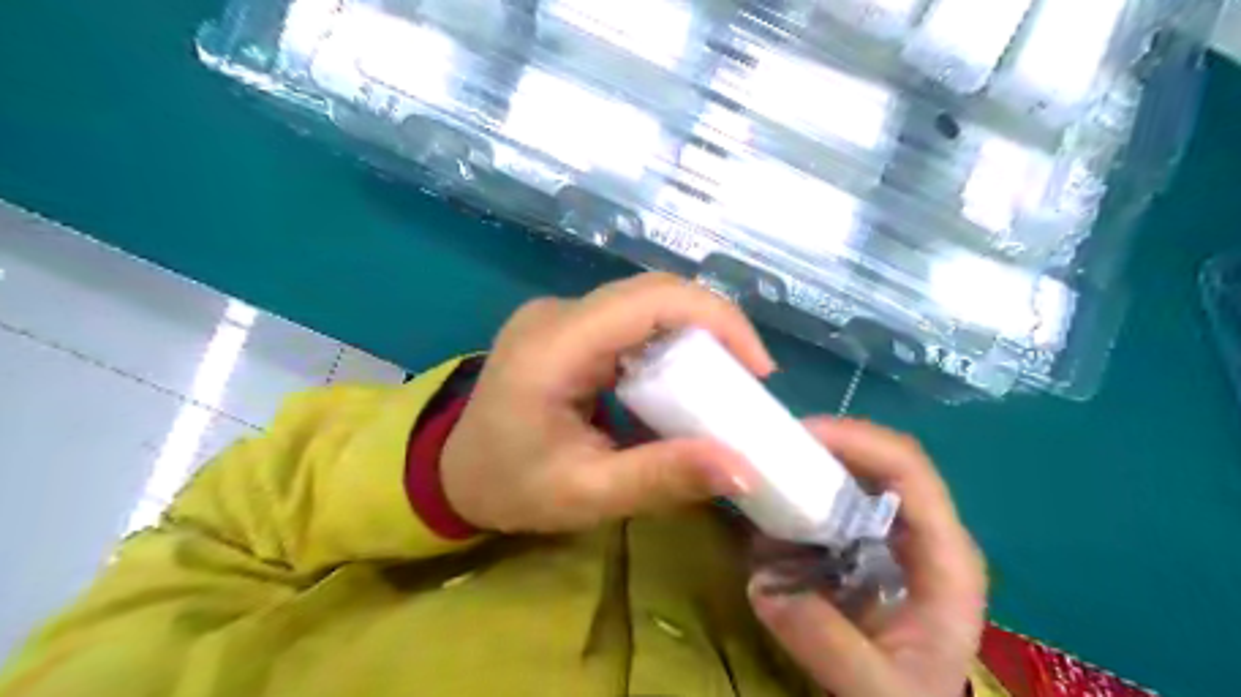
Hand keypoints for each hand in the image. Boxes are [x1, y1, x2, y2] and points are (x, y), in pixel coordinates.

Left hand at [444, 273, 771, 533]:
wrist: (450, 473)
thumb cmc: (510, 487)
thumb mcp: (587, 495)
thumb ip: (662, 479)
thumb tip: (744, 470)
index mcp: (554, 346)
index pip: (652, 300)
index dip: (718, 320)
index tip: (758, 370)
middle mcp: (557, 313)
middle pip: (654, 292)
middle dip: (714, 327)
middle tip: (747, 380)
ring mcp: (558, 313)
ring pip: (646, 301)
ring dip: (694, 333)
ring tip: (722, 382)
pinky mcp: (564, 324)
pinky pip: (630, 317)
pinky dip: (667, 341)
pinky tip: (680, 378)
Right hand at [747, 420, 988, 695]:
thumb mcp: (879, 690)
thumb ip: (829, 645)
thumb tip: (765, 587)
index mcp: (946, 556)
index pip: (909, 470)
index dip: (856, 440)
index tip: (799, 437)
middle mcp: (926, 531)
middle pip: (881, 460)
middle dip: (825, 445)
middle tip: (769, 448)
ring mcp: (897, 534)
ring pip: (857, 474)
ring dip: (812, 466)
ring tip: (765, 473)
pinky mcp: (870, 543)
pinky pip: (836, 500)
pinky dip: (804, 494)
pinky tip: (774, 508)